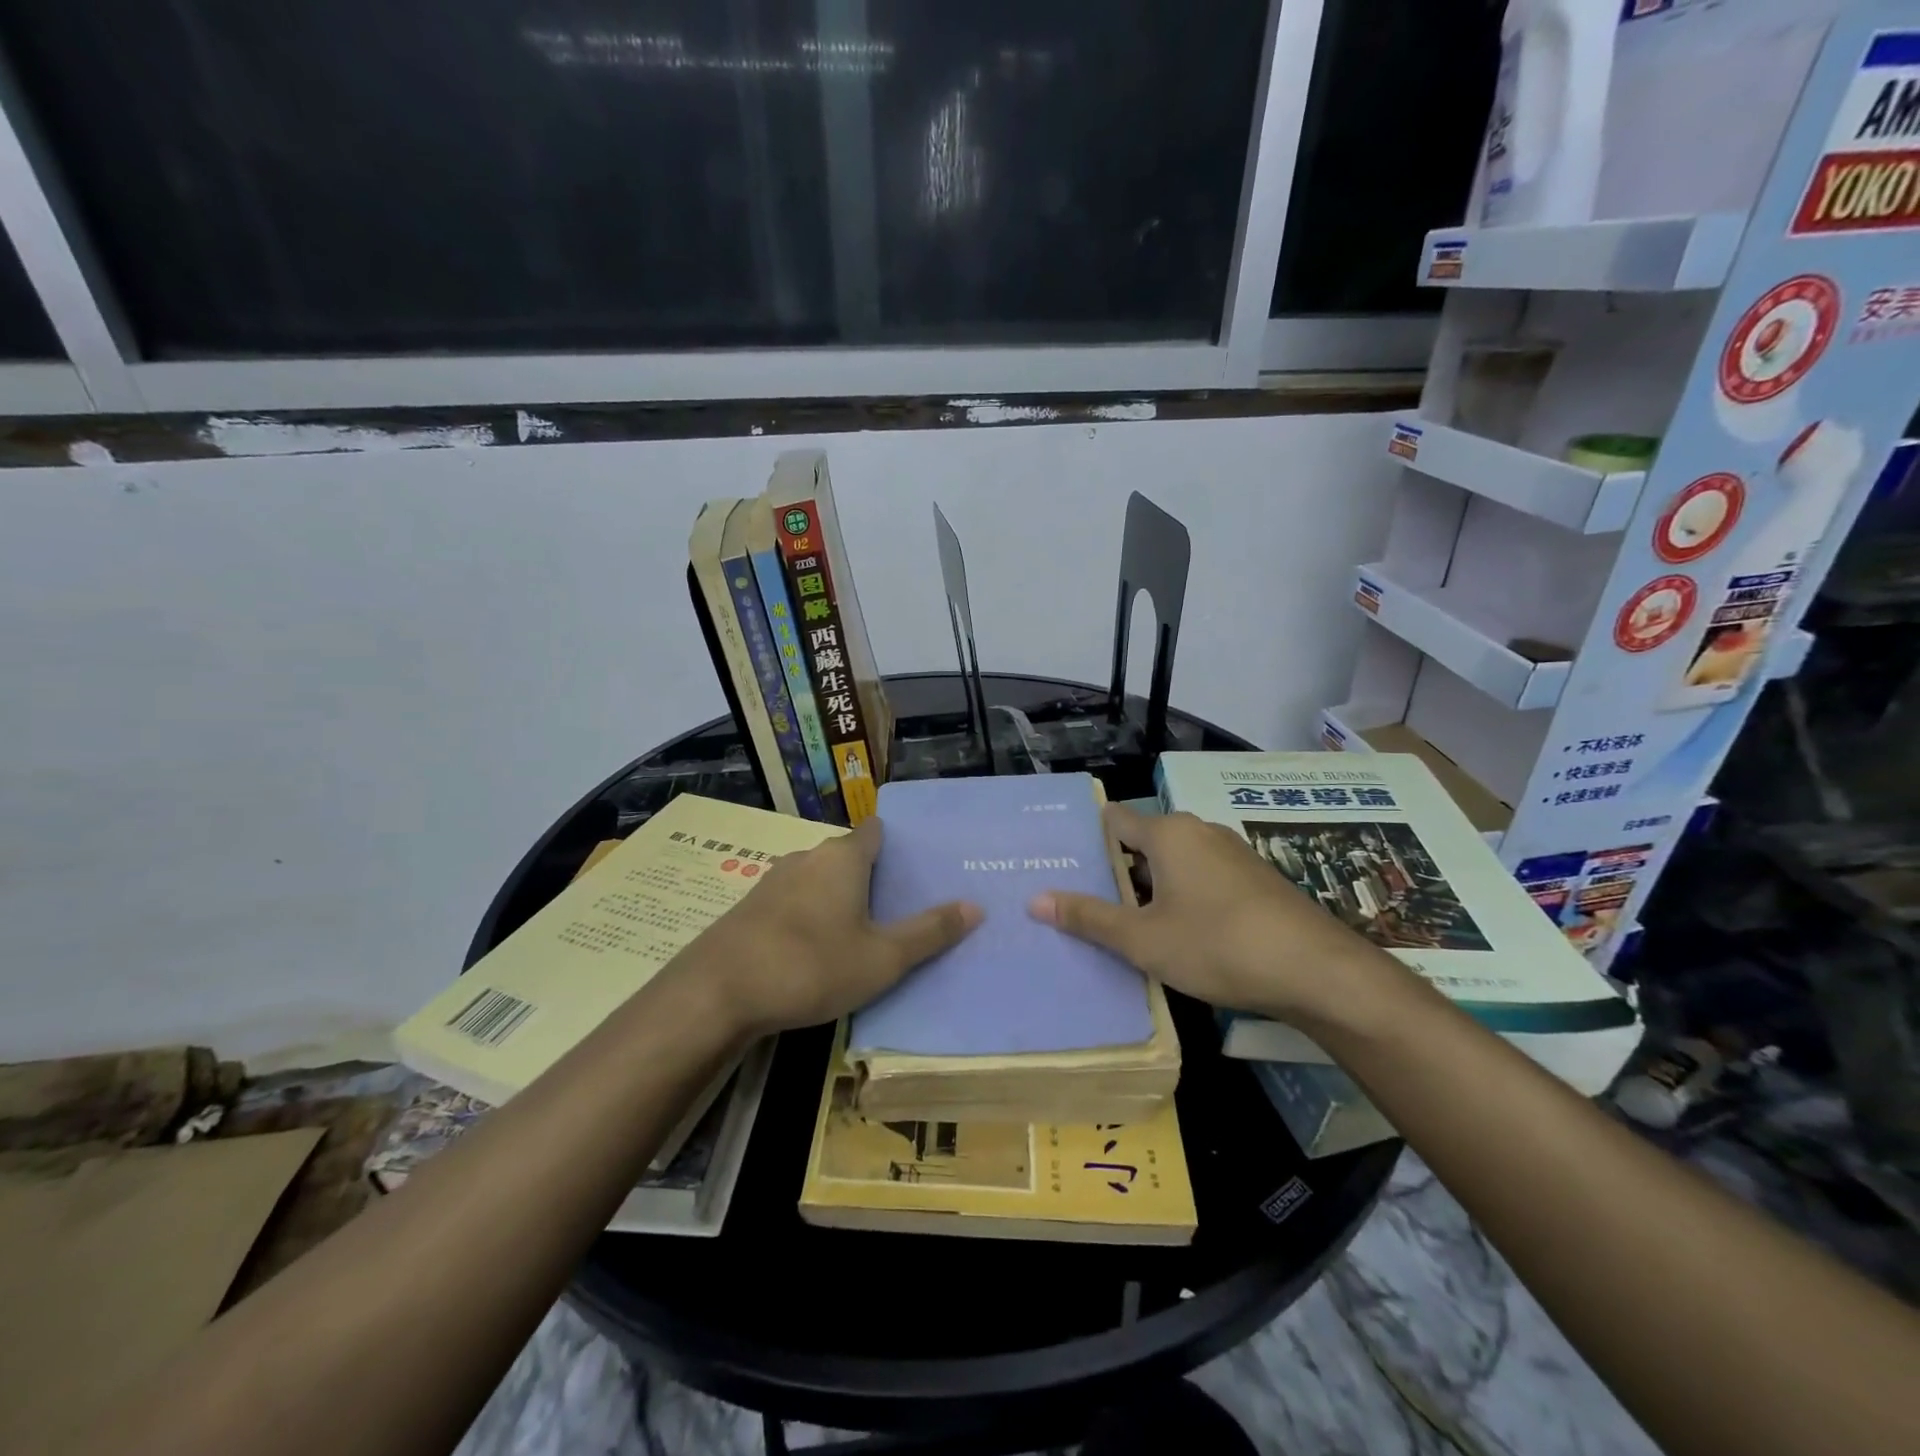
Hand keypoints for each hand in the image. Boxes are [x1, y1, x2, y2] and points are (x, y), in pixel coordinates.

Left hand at [674, 817, 981, 1038]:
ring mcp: (773, 881)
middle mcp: (808, 857)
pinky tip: (813, 949)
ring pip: (818, 879)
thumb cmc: (810, 966)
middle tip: (897, 907)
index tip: (915, 867)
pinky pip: (792, 900)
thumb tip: (975, 906)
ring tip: (859, 930)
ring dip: (837, 898)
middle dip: (871, 876)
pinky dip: (809, 914)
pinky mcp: (749, 907)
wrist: (716, 993)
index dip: (897, 844)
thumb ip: (929, 932)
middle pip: (848, 855)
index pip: (876, 831)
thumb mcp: (881, 958)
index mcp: (843, 858)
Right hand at [1029, 802, 1400, 1032]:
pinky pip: (1202, 878)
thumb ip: (1089, 918)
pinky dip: (1181, 897)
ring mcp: (1231, 853)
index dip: (1086, 840)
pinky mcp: (1254, 880)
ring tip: (1122, 922)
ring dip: (1148, 888)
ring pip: (1173, 863)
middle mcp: (1199, 831)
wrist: (1318, 971)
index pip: (1113, 820)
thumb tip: (1035, 899)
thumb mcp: (1143, 939)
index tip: (1062, 866)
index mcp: (1168, 833)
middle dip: (1114, 870)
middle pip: (1142, 842)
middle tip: (1083, 902)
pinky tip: (1176, 933)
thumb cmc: (1218, 945)